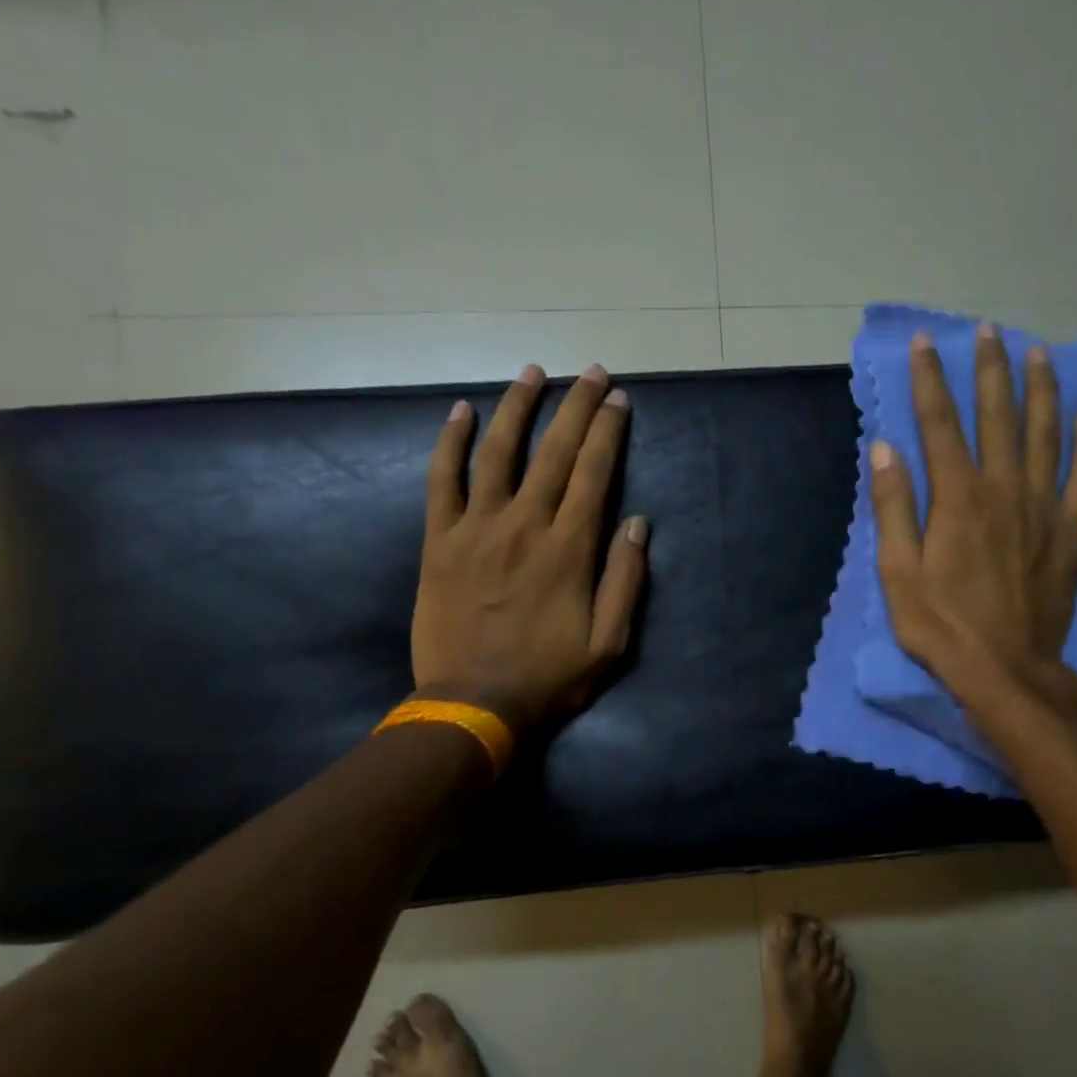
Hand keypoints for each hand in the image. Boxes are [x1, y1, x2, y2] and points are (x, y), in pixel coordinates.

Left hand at [411, 363, 647, 738]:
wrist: (473, 704)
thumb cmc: (549, 677)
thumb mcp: (610, 642)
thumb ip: (626, 579)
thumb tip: (637, 522)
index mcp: (569, 549)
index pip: (594, 473)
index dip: (608, 431)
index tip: (617, 399)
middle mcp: (524, 525)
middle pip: (554, 452)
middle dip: (575, 406)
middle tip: (591, 372)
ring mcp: (477, 529)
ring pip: (497, 452)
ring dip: (517, 407)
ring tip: (533, 372)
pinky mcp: (440, 541)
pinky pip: (442, 480)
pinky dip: (451, 443)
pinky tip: (461, 411)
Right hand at [869, 324, 1076, 712]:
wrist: (1005, 669)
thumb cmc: (941, 625)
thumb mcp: (897, 572)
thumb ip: (893, 507)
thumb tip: (884, 448)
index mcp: (957, 498)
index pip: (940, 424)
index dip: (930, 381)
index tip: (925, 344)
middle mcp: (1004, 489)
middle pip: (998, 416)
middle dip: (990, 370)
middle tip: (989, 331)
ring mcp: (1043, 507)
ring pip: (1045, 433)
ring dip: (1041, 390)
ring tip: (1038, 353)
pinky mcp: (1070, 531)